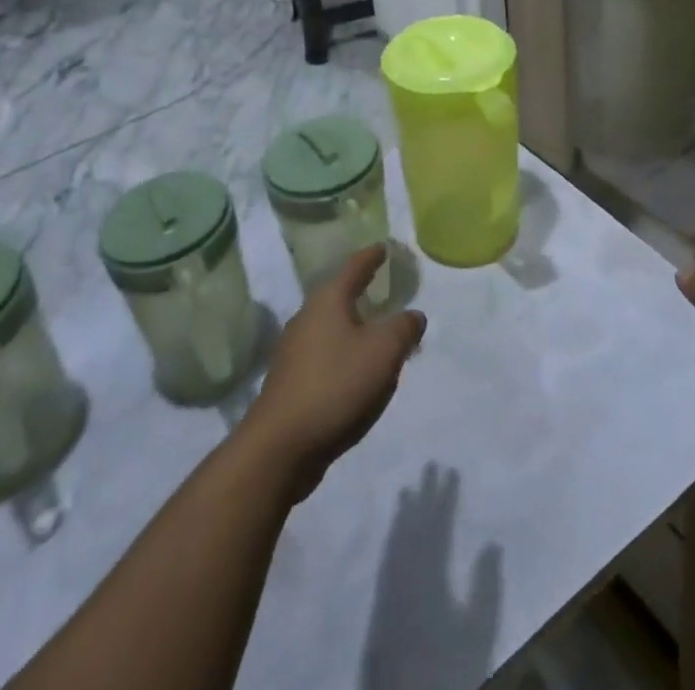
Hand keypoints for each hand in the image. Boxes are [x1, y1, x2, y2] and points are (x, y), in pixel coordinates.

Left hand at [245, 246, 425, 499]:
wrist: (280, 448)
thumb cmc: (336, 386)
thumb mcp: (384, 352)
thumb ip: (404, 328)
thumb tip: (414, 315)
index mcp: (327, 301)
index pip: (354, 267)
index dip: (371, 256)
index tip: (383, 247)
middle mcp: (306, 318)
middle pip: (338, 295)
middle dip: (360, 290)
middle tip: (381, 285)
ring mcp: (293, 351)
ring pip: (330, 327)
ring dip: (352, 325)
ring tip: (374, 330)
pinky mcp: (290, 382)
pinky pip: (324, 355)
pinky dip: (343, 353)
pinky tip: (356, 370)